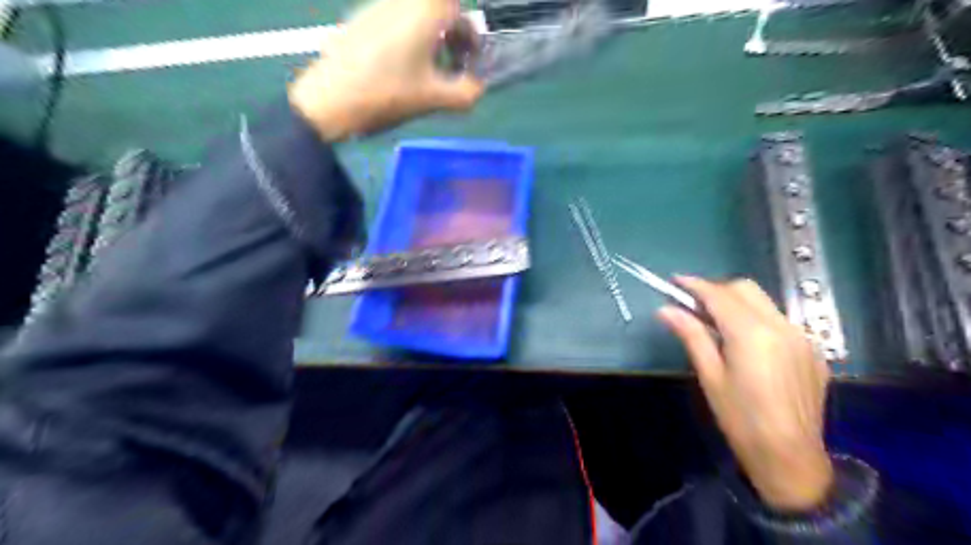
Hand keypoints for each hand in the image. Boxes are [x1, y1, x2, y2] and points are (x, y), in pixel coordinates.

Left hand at [288, 1, 485, 139]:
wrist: (329, 100)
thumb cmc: (386, 94)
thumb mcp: (433, 99)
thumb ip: (465, 93)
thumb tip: (477, 88)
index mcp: (423, 13)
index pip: (455, 5)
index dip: (467, 31)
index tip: (468, 57)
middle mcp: (400, 1)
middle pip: (436, 7)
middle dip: (450, 33)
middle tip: (451, 65)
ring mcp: (376, 8)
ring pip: (415, 13)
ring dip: (429, 37)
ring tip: (426, 71)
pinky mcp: (359, 20)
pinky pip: (394, 20)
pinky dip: (407, 39)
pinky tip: (399, 69)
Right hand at [661, 278, 834, 512]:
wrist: (790, 457)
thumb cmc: (740, 418)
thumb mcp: (710, 376)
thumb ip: (691, 335)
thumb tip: (666, 309)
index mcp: (752, 333)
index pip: (719, 295)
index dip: (695, 285)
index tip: (675, 281)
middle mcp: (781, 326)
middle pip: (745, 289)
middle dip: (717, 289)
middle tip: (693, 305)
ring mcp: (802, 337)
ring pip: (764, 303)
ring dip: (737, 303)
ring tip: (716, 323)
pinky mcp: (813, 351)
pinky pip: (780, 321)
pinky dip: (757, 320)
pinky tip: (746, 344)